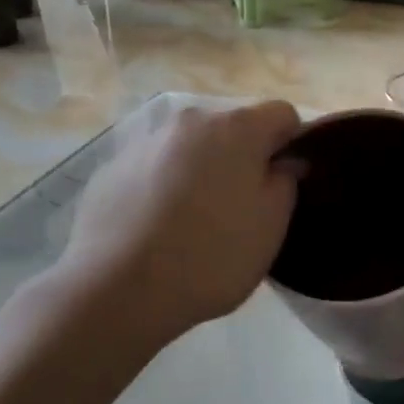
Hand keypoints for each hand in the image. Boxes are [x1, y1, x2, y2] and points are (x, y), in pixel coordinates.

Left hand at [57, 100, 302, 345]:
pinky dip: (164, 187)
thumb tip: (284, 162)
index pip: (282, 114)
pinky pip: (154, 168)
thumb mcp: (270, 227)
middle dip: (243, 158)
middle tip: (242, 208)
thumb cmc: (212, 257)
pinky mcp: (111, 168)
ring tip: (195, 221)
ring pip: (190, 149)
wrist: (119, 288)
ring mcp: (144, 141)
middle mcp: (188, 121)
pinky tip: (158, 228)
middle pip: (231, 129)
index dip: (292, 144)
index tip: (286, 182)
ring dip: (201, 171)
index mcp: (236, 128)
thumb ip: (285, 183)